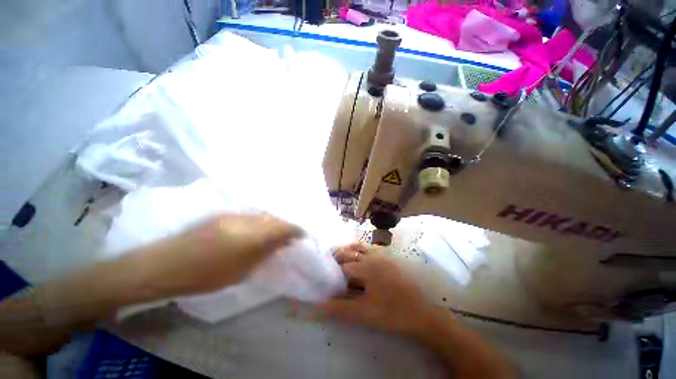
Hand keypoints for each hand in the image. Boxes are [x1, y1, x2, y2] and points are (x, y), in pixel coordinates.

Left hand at [131, 213, 304, 297]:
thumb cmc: (204, 276)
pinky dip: (259, 221)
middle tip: (289, 236)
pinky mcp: (223, 213)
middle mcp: (245, 219)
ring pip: (263, 214)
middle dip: (285, 226)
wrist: (164, 265)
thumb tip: (282, 242)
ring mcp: (233, 214)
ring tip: (275, 233)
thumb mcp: (241, 271)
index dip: (296, 230)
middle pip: (274, 218)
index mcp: (251, 236)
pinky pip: (250, 214)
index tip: (303, 235)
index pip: (283, 227)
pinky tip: (257, 229)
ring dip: (272, 222)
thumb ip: (264, 253)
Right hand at [321, 244, 432, 336]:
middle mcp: (372, 256)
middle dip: (337, 259)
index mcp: (365, 267)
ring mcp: (382, 255)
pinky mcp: (389, 258)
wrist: (422, 313)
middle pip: (349, 253)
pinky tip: (359, 258)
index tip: (325, 280)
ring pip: (359, 247)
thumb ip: (339, 308)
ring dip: (348, 251)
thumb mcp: (363, 313)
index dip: (332, 273)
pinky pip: (370, 248)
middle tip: (330, 269)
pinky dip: (360, 250)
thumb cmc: (391, 313)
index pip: (342, 267)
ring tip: (341, 260)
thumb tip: (317, 306)